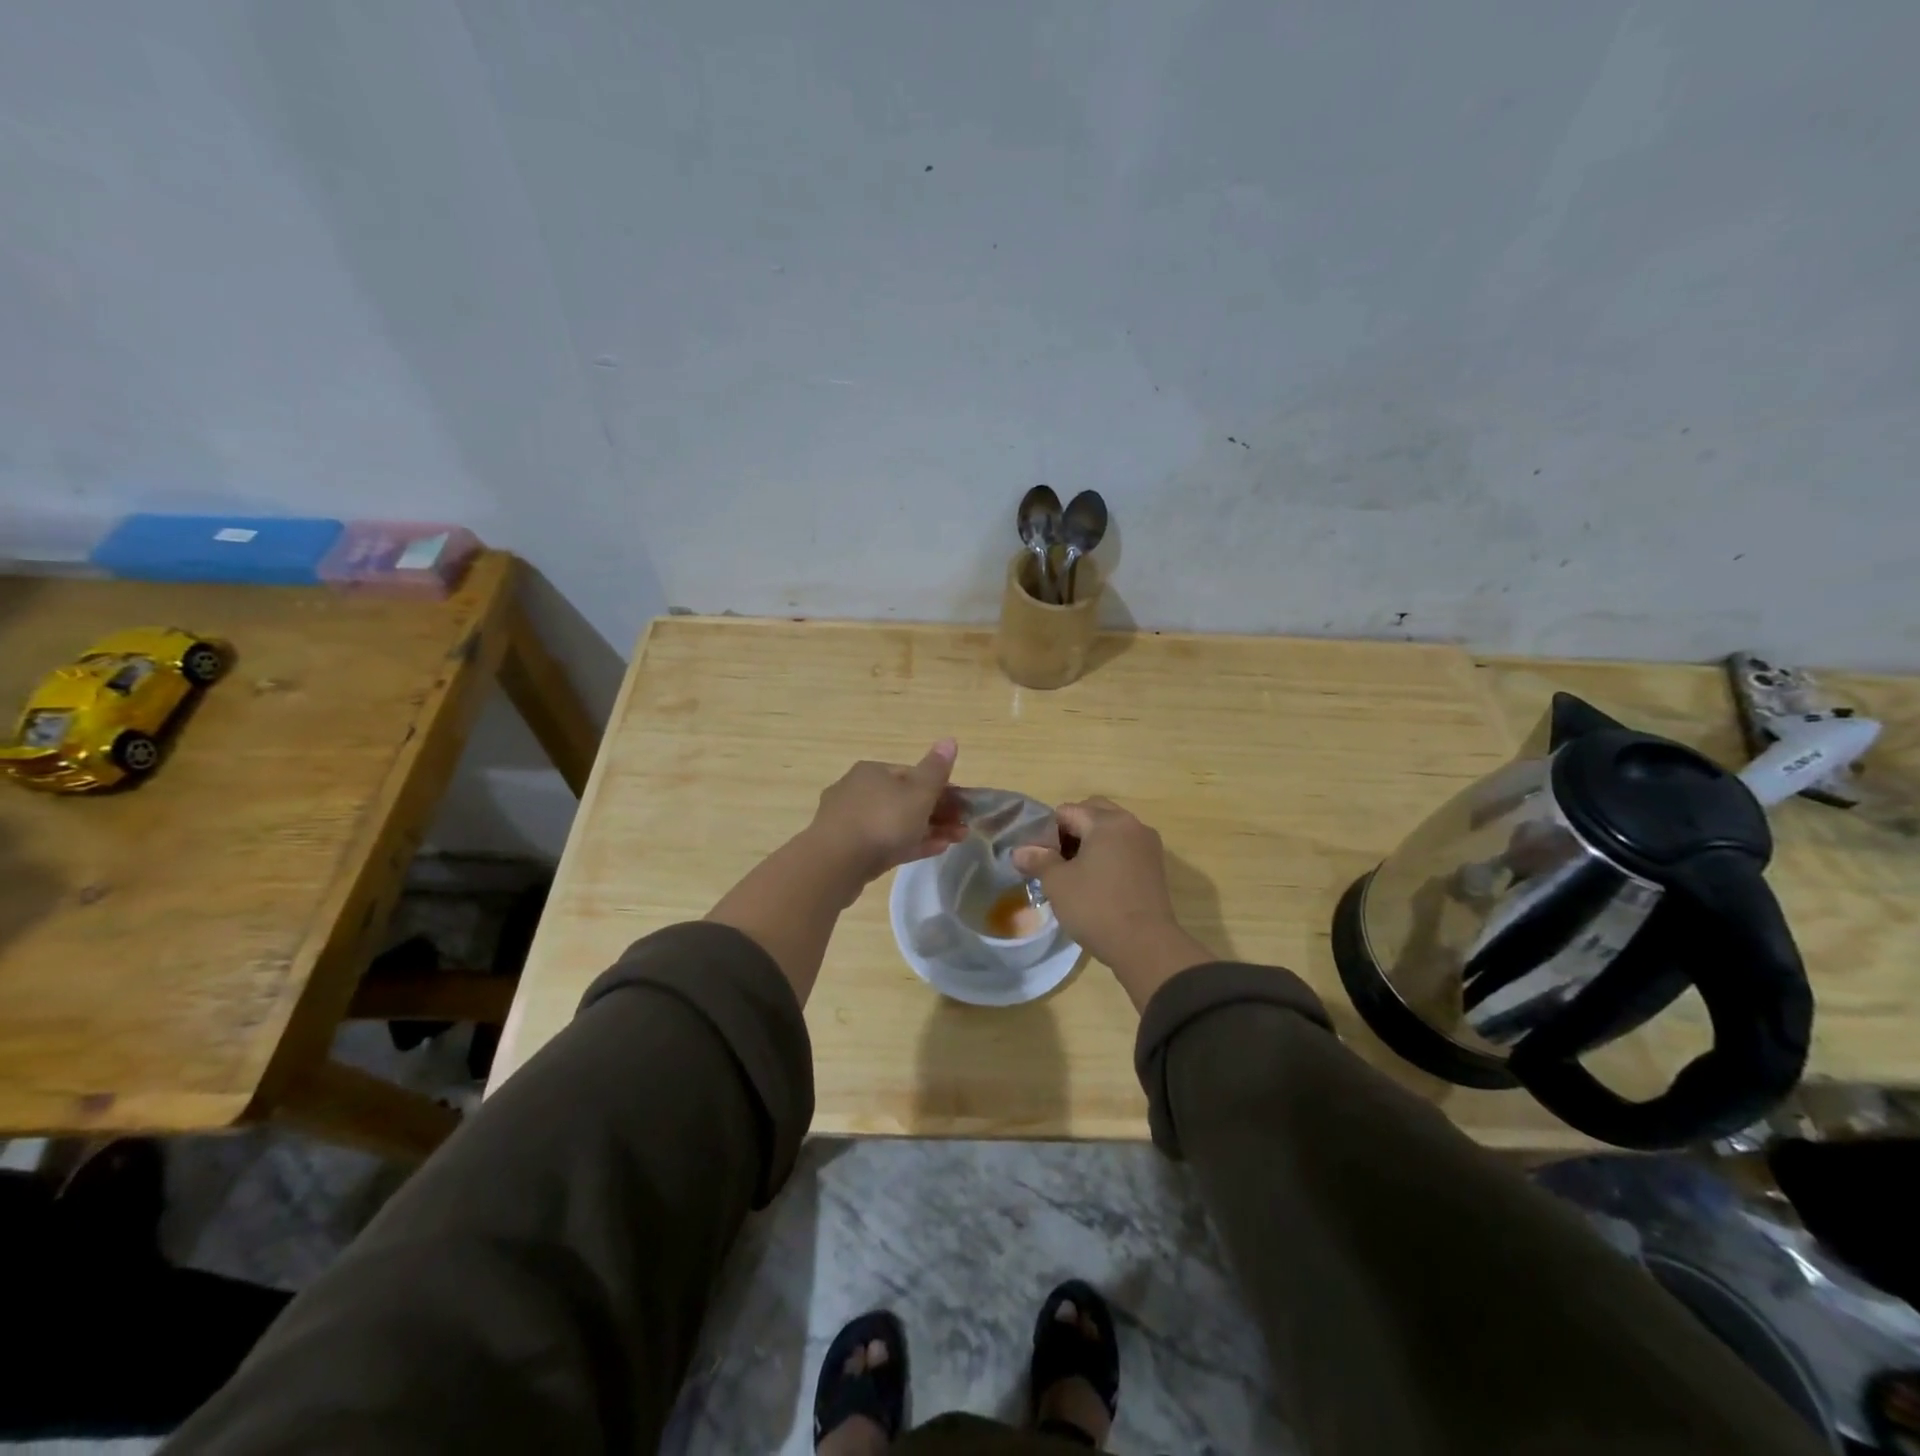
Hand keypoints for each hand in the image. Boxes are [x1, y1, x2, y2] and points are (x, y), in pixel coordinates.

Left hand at [807, 739, 966, 882]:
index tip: (962, 805)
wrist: (835, 863)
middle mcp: (858, 790)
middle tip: (962, 827)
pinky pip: (886, 842)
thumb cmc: (882, 820)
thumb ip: (936, 769)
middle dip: (938, 812)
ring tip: (955, 841)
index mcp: (873, 771)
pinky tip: (934, 850)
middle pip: (905, 799)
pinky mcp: (849, 848)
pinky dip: (910, 844)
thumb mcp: (918, 792)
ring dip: (928, 829)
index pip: (913, 774)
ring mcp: (851, 820)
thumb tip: (950, 739)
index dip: (942, 788)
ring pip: (897, 822)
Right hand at [1012, 797, 1213, 1009]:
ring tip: (1076, 872)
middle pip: (1094, 813)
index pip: (1067, 811)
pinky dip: (1109, 855)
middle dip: (1072, 831)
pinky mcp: (1155, 866)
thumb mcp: (1058, 883)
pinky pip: (1126, 848)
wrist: (1146, 945)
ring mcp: (1148, 845)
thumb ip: (1038, 860)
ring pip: (1112, 830)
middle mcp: (1131, 825)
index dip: (1048, 832)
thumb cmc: (1096, 907)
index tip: (1041, 858)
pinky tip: (1098, 881)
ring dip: (1092, 842)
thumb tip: (1019, 851)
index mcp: (1107, 822)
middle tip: (1057, 860)